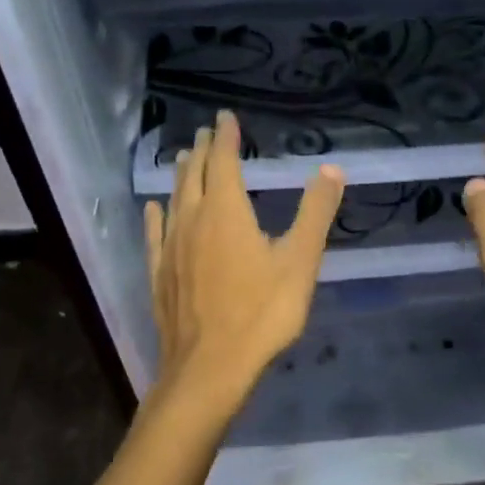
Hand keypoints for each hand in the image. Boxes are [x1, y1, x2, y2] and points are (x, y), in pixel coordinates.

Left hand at [144, 110, 344, 407]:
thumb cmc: (261, 313)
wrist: (209, 368)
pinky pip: (155, 234)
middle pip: (196, 175)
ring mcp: (172, 248)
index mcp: (227, 212)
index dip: (226, 137)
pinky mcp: (160, 274)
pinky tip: (153, 209)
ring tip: (184, 158)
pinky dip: (155, 215)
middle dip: (203, 150)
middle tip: (205, 132)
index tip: (225, 116)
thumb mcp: (300, 262)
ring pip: (175, 200)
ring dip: (181, 176)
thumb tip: (332, 169)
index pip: (225, 161)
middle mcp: (193, 220)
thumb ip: (315, 213)